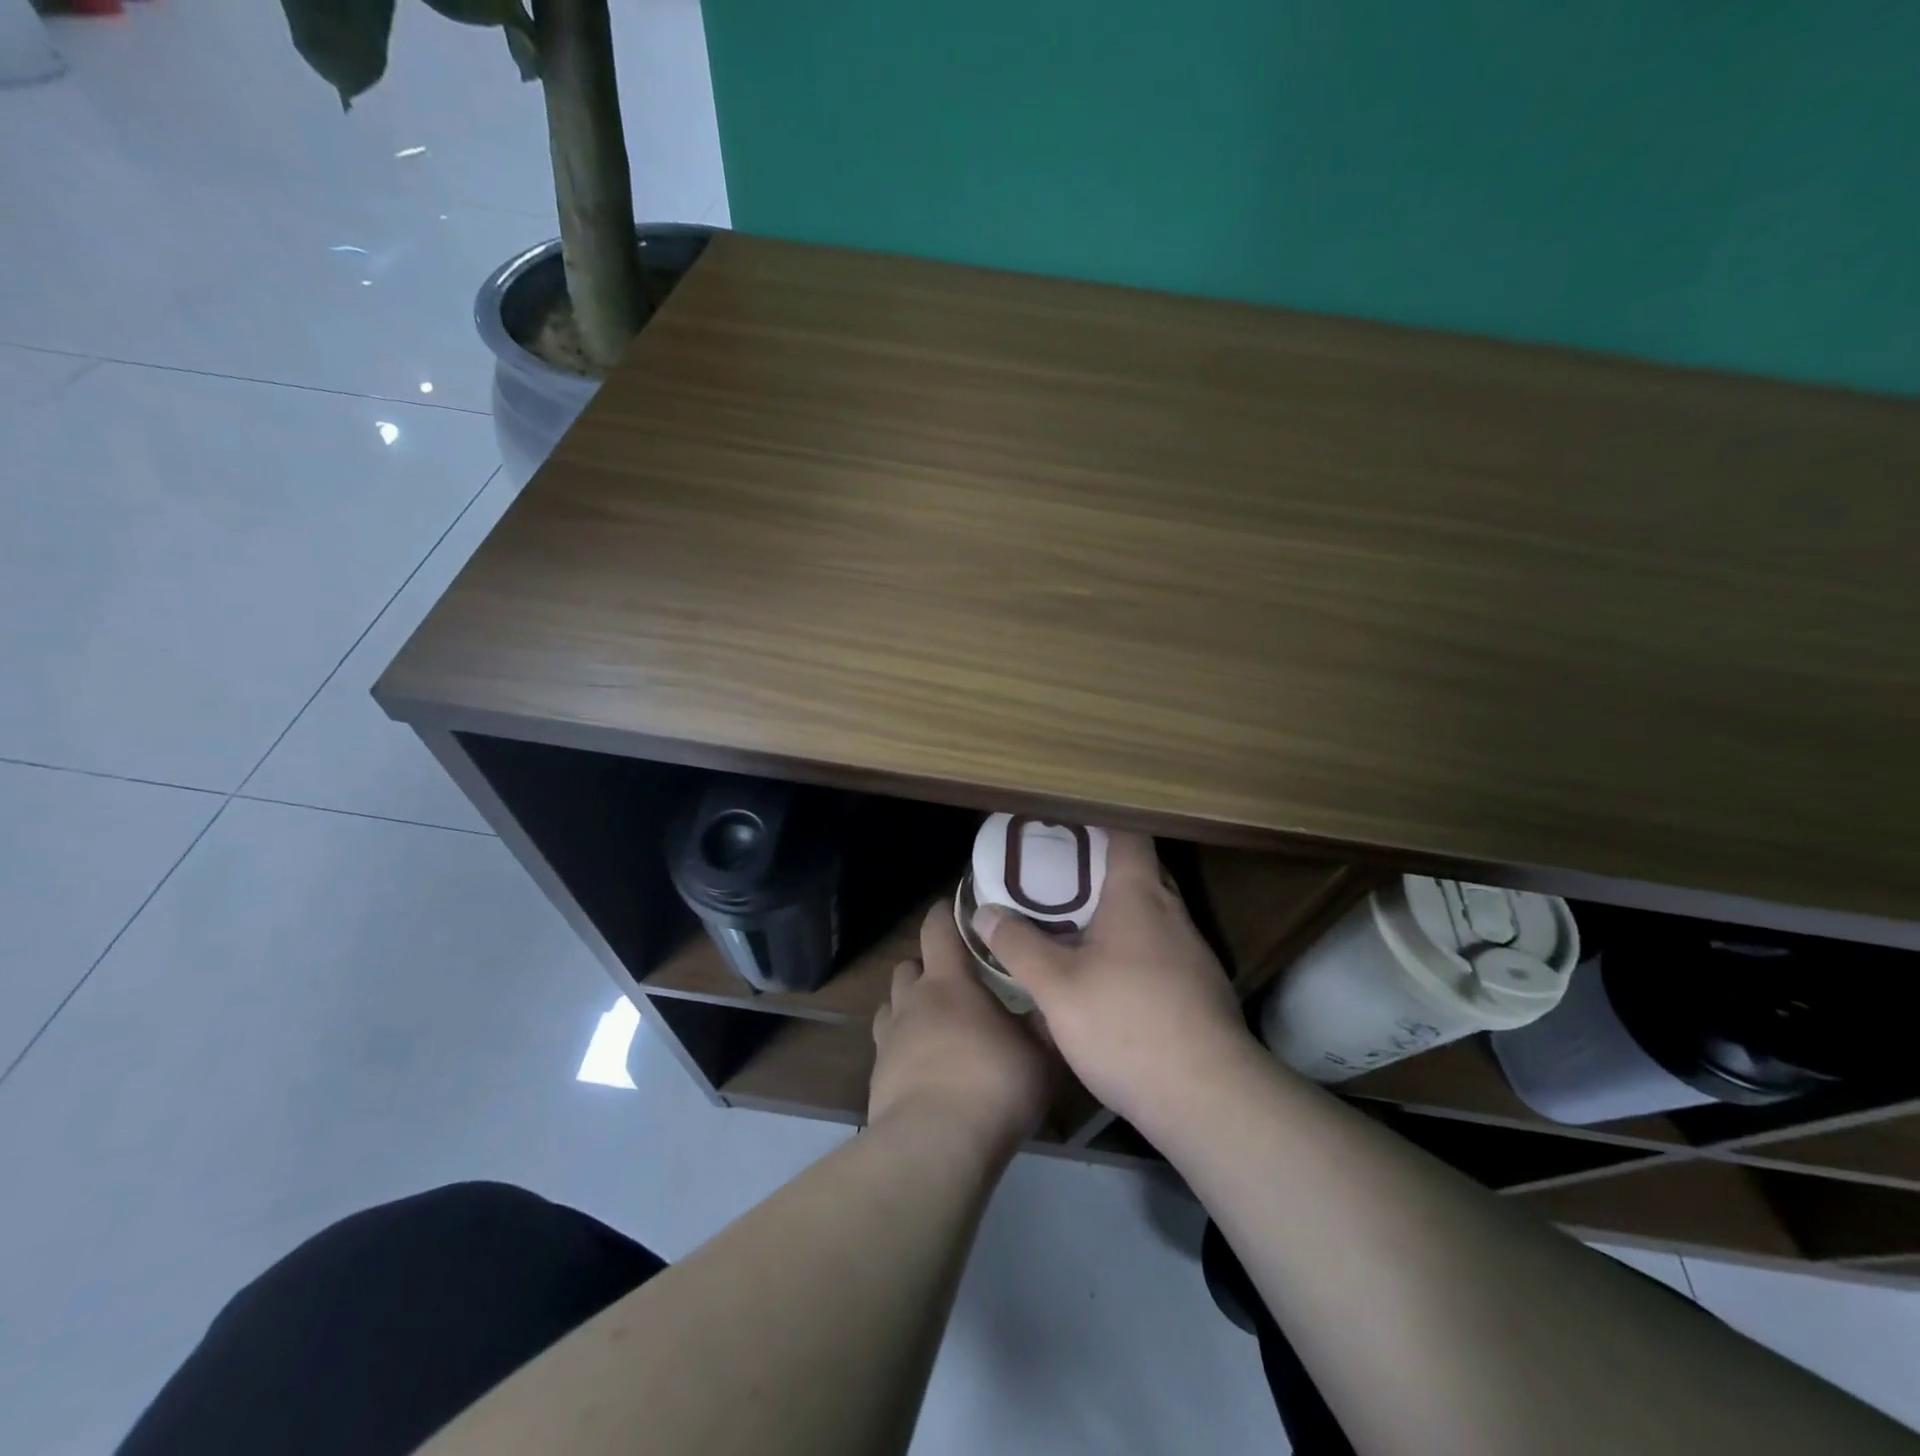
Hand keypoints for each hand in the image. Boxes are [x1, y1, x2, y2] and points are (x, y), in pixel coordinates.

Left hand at [869, 902, 1053, 1154]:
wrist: (934, 1147)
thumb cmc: (992, 1086)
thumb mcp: (1039, 1055)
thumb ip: (1044, 1023)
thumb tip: (1052, 1003)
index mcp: (948, 982)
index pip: (937, 928)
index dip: (946, 913)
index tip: (960, 909)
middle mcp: (912, 1000)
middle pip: (908, 965)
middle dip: (927, 967)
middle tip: (957, 982)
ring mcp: (888, 1039)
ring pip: (892, 1005)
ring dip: (910, 1007)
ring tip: (937, 1027)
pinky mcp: (877, 1076)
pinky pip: (888, 1046)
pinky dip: (903, 1048)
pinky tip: (926, 1070)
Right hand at [969, 832, 1251, 1128]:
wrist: (1207, 1097)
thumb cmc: (1125, 1024)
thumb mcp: (1056, 987)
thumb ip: (1019, 946)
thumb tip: (985, 913)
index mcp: (1139, 897)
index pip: (1129, 836)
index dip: (1100, 824)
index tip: (1067, 828)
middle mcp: (1173, 914)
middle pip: (1141, 872)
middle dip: (1102, 870)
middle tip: (1059, 878)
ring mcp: (1194, 953)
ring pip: (1153, 915)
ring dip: (1119, 913)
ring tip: (1076, 926)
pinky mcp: (1202, 990)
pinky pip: (1163, 950)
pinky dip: (1135, 949)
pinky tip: (1110, 979)